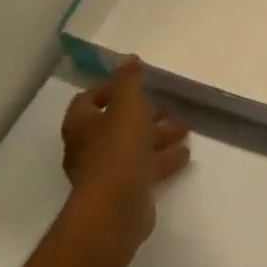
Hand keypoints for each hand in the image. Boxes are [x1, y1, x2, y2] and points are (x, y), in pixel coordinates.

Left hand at [60, 59, 189, 253]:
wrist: (116, 209)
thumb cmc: (118, 149)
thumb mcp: (127, 106)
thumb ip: (129, 81)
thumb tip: (128, 58)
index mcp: (82, 125)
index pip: (88, 100)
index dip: (110, 90)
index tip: (137, 87)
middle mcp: (88, 148)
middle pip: (115, 125)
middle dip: (143, 115)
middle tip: (167, 109)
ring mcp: (105, 173)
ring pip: (133, 147)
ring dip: (157, 137)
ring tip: (184, 130)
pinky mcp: (123, 192)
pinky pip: (144, 169)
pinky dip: (162, 160)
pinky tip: (183, 155)